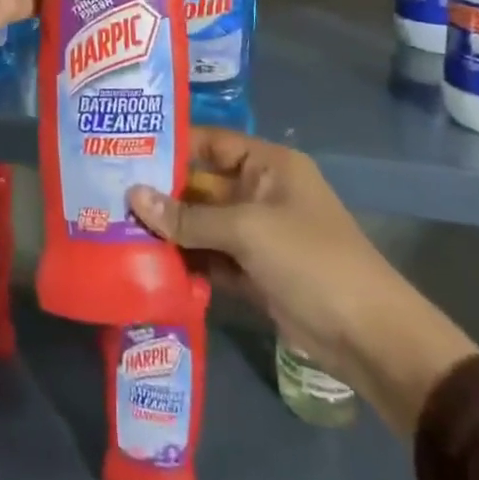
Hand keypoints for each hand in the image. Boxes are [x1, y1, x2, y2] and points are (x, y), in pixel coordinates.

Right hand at [128, 128, 478, 436]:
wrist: (370, 337)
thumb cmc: (311, 260)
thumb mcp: (247, 230)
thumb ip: (188, 216)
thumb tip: (133, 196)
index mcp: (267, 165)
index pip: (210, 142)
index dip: (171, 145)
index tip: (125, 151)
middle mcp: (260, 192)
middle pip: (202, 185)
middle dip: (162, 193)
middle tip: (109, 196)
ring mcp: (257, 235)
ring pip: (203, 224)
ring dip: (170, 231)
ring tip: (117, 230)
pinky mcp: (254, 273)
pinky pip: (211, 258)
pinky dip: (186, 262)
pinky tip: (148, 265)